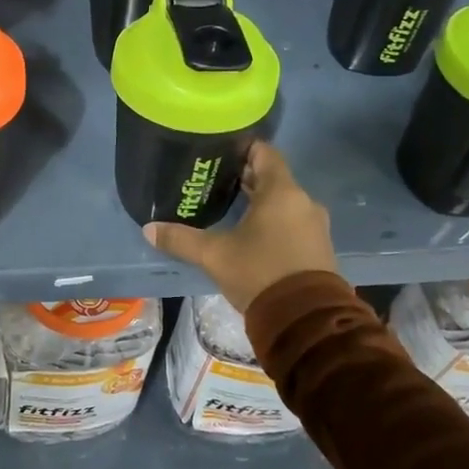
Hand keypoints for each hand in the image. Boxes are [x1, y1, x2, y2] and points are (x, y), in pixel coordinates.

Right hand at [142, 142, 337, 310]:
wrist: (305, 320)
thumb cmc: (259, 273)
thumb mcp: (214, 256)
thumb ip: (181, 239)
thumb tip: (149, 228)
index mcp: (281, 192)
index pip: (265, 153)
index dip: (244, 148)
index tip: (221, 153)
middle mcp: (303, 202)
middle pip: (274, 178)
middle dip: (247, 178)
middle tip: (216, 181)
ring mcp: (315, 226)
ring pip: (285, 203)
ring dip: (261, 202)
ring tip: (231, 208)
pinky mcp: (320, 248)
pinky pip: (294, 223)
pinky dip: (275, 222)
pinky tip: (253, 235)